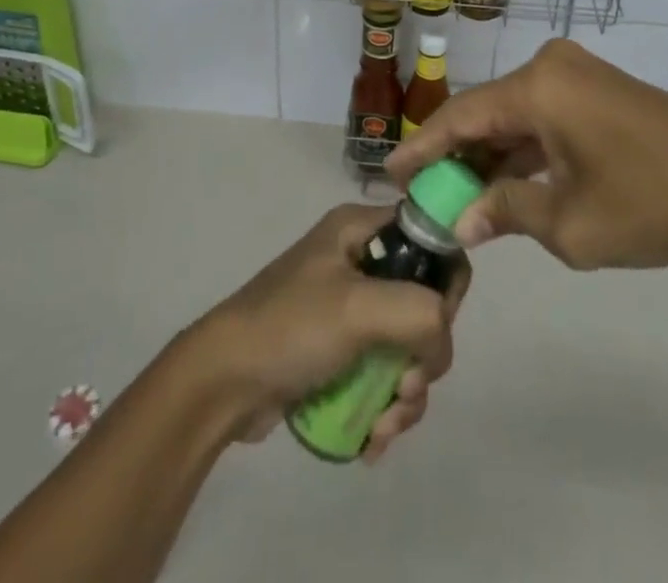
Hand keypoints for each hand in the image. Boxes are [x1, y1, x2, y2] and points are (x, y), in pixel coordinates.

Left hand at [182, 204, 470, 461]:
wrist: (223, 382)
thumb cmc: (290, 327)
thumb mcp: (358, 308)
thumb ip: (419, 311)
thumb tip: (442, 335)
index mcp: (361, 230)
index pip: (430, 240)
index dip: (444, 282)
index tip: (436, 325)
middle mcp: (360, 260)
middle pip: (426, 303)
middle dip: (424, 356)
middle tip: (405, 386)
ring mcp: (351, 309)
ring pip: (409, 347)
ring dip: (408, 393)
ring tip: (384, 425)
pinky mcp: (342, 350)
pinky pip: (385, 374)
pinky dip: (388, 408)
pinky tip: (373, 438)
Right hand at [387, 38, 667, 270]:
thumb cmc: (652, 202)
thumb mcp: (571, 224)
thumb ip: (507, 214)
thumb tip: (462, 222)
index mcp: (537, 87)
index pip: (461, 116)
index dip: (423, 146)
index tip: (390, 172)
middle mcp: (550, 66)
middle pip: (486, 112)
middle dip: (456, 154)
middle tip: (424, 191)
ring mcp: (576, 73)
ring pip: (515, 114)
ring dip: (490, 153)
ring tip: (459, 193)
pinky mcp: (596, 88)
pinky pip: (543, 114)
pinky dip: (523, 147)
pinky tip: (506, 181)